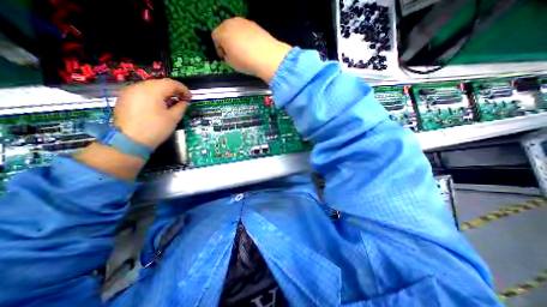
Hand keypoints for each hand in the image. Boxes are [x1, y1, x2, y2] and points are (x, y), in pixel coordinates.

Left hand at [111, 77, 190, 148]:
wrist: (129, 141)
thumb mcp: (173, 118)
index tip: (190, 98)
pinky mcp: (125, 98)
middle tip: (183, 100)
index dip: (184, 90)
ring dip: (165, 93)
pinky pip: (143, 92)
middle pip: (161, 83)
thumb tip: (184, 102)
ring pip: (152, 87)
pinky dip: (155, 96)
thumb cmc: (155, 129)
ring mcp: (130, 91)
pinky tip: (160, 105)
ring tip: (172, 103)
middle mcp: (139, 86)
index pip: (171, 83)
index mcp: (152, 90)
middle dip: (174, 91)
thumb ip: (181, 107)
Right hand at [212, 16, 292, 81]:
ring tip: (244, 53)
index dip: (219, 49)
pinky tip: (252, 49)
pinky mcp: (255, 25)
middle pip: (225, 30)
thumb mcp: (231, 64)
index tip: (224, 57)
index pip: (215, 37)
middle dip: (227, 42)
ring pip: (236, 30)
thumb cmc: (247, 62)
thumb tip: (228, 55)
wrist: (267, 57)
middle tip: (233, 55)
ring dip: (237, 39)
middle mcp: (232, 23)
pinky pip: (246, 31)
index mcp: (223, 33)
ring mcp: (244, 22)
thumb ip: (226, 57)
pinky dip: (247, 38)